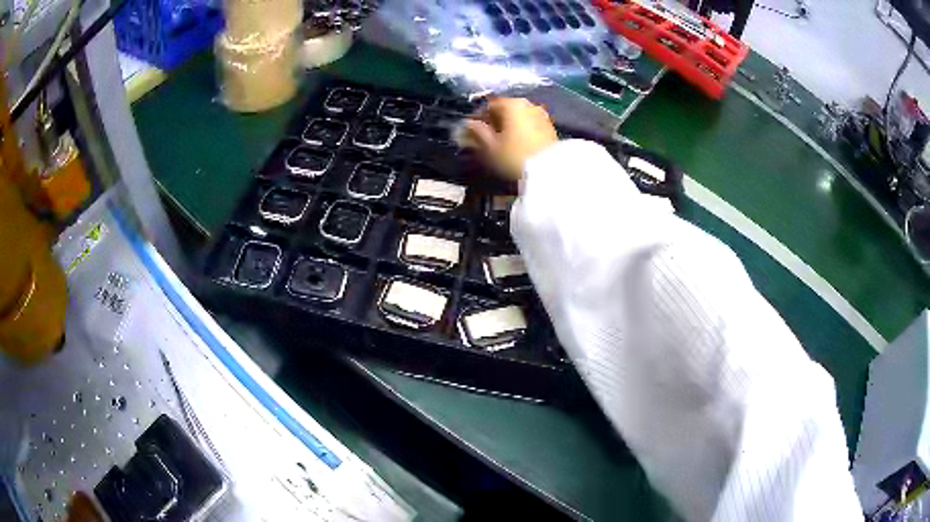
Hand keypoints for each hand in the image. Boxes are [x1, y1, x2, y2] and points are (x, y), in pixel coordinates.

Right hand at [459, 98, 557, 181]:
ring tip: (502, 143)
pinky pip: (530, 125)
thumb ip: (477, 132)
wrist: (549, 172)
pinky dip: (522, 131)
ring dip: (509, 127)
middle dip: (495, 122)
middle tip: (486, 138)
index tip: (472, 131)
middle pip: (505, 110)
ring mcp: (542, 115)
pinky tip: (518, 145)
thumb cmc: (514, 157)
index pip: (489, 105)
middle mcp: (528, 104)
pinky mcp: (550, 128)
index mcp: (511, 104)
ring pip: (519, 117)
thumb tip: (469, 123)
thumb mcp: (490, 147)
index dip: (478, 117)